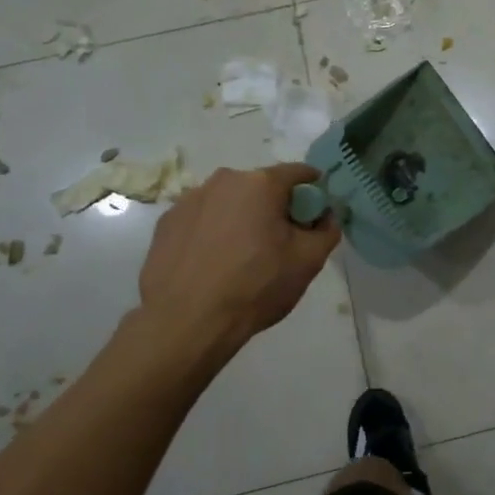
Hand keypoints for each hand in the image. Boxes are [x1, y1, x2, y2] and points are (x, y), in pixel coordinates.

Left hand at [139, 165, 339, 342]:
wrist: (187, 322)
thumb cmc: (256, 286)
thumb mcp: (309, 261)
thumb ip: (327, 230)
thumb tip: (326, 216)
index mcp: (261, 184)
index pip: (298, 173)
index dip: (313, 190)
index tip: (316, 213)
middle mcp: (223, 181)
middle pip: (261, 187)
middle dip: (274, 207)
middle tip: (280, 241)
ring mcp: (189, 200)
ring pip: (229, 202)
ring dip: (241, 218)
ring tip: (242, 256)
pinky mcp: (166, 222)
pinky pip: (202, 219)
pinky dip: (212, 232)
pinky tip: (213, 263)